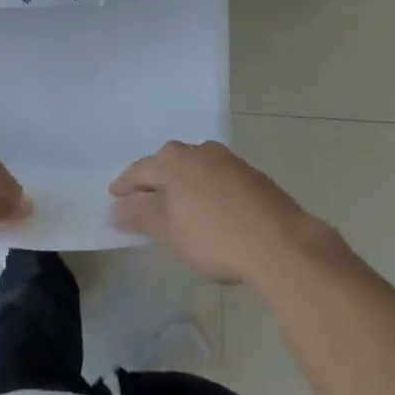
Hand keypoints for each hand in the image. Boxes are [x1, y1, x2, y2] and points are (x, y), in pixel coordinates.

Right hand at [111, 141, 321, 284]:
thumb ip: (141, 217)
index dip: (125, 184)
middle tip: (144, 197)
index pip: (141, 169)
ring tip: (178, 201)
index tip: (114, 195)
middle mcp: (199, 151)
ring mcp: (228, 159)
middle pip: (168, 161)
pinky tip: (210, 205)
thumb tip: (114, 208)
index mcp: (175, 162)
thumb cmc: (216, 239)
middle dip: (155, 178)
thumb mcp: (171, 233)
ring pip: (195, 165)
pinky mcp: (251, 173)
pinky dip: (206, 186)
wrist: (280, 243)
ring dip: (183, 180)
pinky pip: (217, 174)